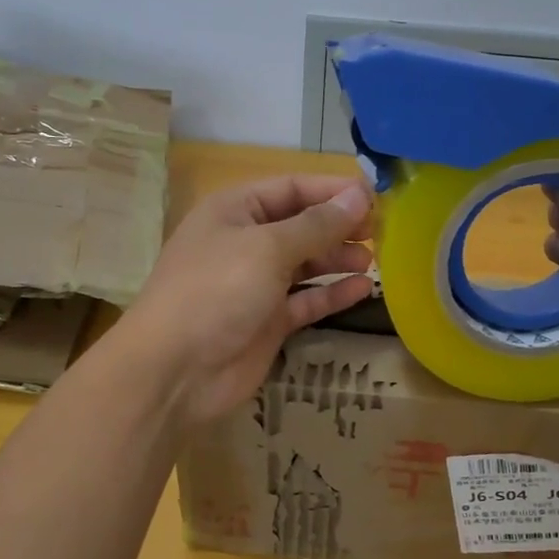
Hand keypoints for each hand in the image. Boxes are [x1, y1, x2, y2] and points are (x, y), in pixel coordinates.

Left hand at [115, 174, 375, 425]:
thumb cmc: (217, 291)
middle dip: (339, 225)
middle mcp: (245, 242)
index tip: (376, 197)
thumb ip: (317, 225)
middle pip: (301, 225)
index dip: (332, 190)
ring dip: (338, 258)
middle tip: (382, 231)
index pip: (291, 188)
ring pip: (306, 263)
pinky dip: (332, 294)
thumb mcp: (268, 248)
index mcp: (235, 211)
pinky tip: (363, 289)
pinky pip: (306, 300)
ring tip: (374, 259)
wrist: (175, 370)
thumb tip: (359, 196)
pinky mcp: (267, 322)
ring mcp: (255, 284)